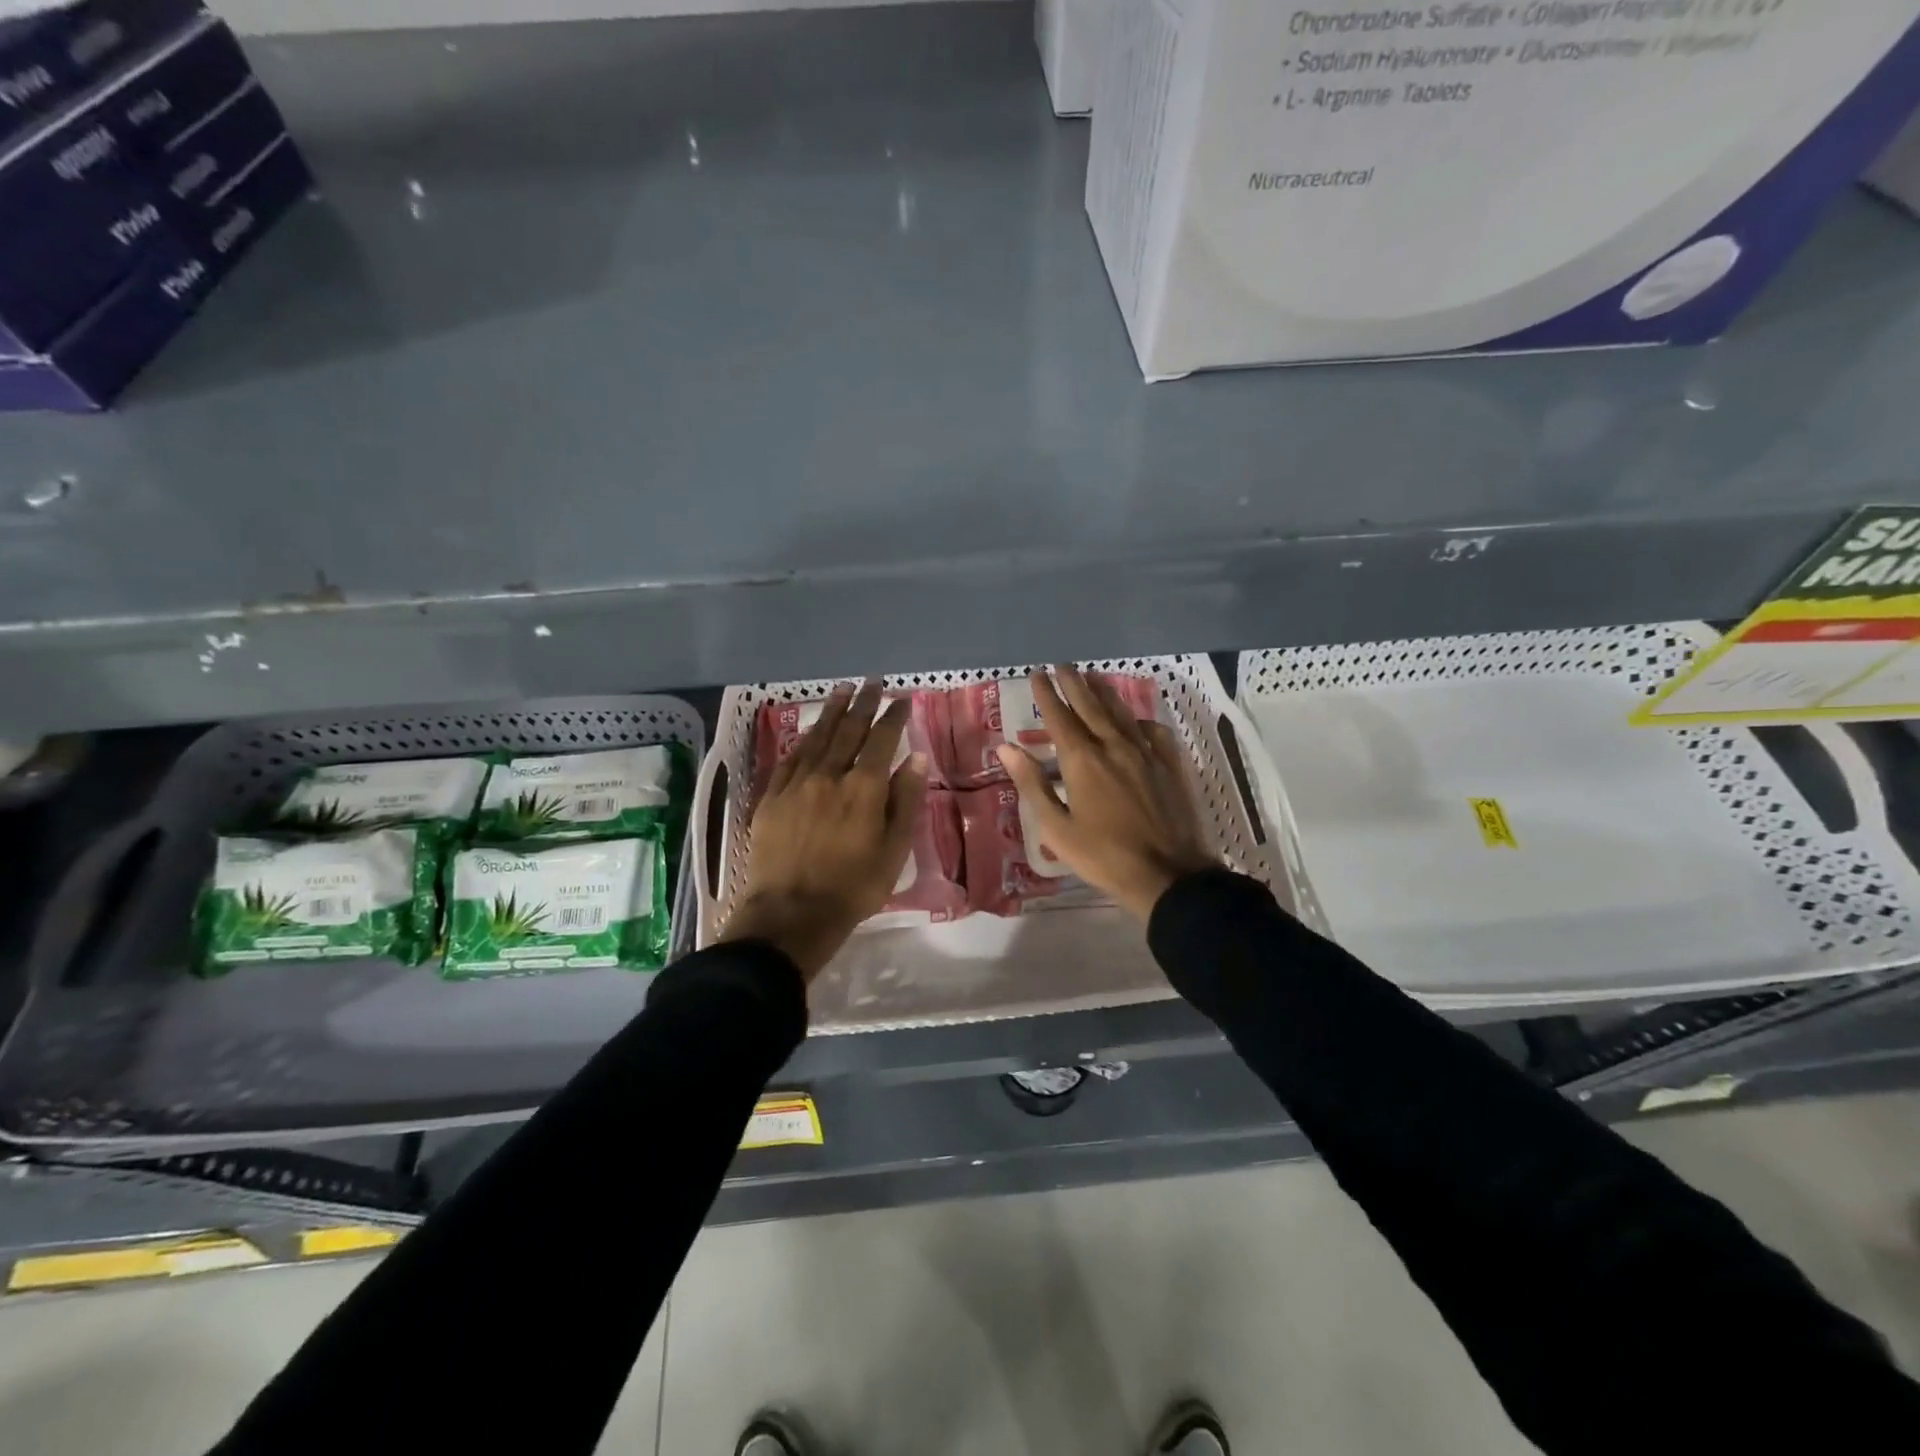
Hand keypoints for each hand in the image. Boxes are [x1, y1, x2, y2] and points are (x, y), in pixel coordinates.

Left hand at [722, 681, 928, 980]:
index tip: (902, 698)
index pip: (882, 739)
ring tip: (842, 690)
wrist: (790, 915)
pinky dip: (803, 740)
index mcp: (864, 788)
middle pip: (848, 730)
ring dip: (832, 712)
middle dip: (863, 703)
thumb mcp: (893, 850)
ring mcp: (796, 784)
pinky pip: (789, 758)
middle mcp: (829, 775)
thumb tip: (916, 758)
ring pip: (817, 738)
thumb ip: (905, 801)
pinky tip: (808, 731)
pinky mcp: (771, 797)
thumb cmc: (853, 889)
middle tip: (871, 682)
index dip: (893, 716)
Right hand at [996, 667, 1217, 921]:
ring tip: (1093, 676)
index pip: (1060, 717)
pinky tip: (1135, 720)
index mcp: (1083, 760)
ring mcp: (1146, 753)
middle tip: (1062, 665)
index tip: (1037, 674)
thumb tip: (1006, 748)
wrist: (1168, 874)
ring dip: (1104, 692)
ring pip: (1121, 713)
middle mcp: (1114, 746)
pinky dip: (1138, 720)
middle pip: (1091, 705)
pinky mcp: (1169, 765)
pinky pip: (1151, 731)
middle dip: (1074, 683)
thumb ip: (1032, 784)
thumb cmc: (1103, 856)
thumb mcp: (1056, 827)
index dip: (1047, 694)